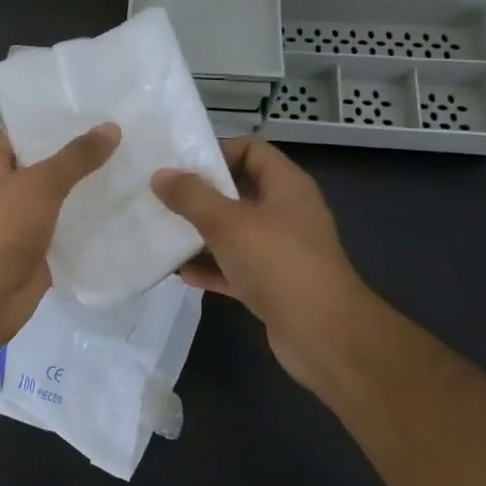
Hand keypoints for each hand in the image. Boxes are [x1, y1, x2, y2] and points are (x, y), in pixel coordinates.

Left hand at [0, 124, 120, 351]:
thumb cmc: (0, 228)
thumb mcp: (38, 184)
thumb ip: (75, 158)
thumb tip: (111, 128)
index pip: (23, 133)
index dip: (53, 121)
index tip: (92, 109)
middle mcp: (6, 192)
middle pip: (46, 167)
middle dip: (80, 157)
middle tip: (125, 136)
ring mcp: (24, 224)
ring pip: (62, 201)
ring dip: (90, 192)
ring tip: (135, 169)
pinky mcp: (41, 253)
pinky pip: (70, 233)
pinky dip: (92, 226)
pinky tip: (127, 212)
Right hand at [152, 137, 377, 394]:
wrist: (324, 336)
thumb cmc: (278, 264)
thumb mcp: (228, 222)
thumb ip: (191, 196)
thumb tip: (160, 175)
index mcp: (286, 186)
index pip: (252, 150)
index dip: (218, 151)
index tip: (181, 164)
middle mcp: (287, 213)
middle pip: (239, 191)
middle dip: (200, 194)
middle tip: (162, 196)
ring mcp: (281, 251)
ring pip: (234, 232)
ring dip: (201, 233)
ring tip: (163, 232)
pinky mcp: (273, 285)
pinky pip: (235, 267)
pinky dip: (211, 268)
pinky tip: (181, 272)